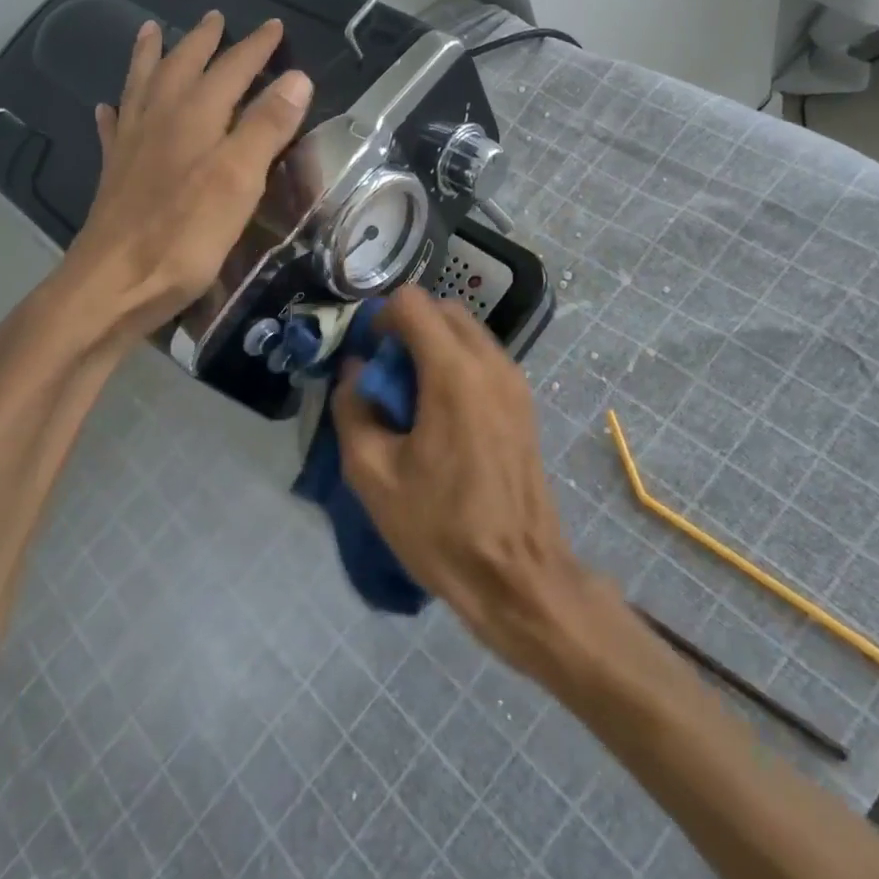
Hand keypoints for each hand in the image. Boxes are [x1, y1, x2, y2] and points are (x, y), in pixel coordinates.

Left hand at [74, 11, 313, 340]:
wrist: (114, 284)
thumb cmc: (185, 236)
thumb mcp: (239, 181)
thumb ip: (267, 127)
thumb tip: (297, 77)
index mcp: (195, 117)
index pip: (231, 69)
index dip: (254, 47)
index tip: (273, 26)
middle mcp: (159, 120)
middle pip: (182, 67)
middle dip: (202, 41)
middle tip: (214, 18)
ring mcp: (131, 145)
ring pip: (141, 86)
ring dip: (149, 56)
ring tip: (149, 31)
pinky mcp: (114, 174)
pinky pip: (113, 129)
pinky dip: (114, 111)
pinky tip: (107, 107)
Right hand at [331, 288, 597, 681]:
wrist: (517, 576)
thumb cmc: (440, 526)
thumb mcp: (372, 473)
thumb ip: (353, 409)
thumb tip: (354, 373)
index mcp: (453, 372)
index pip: (412, 302)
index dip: (380, 319)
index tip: (368, 359)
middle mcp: (491, 363)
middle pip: (442, 310)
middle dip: (407, 328)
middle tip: (385, 377)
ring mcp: (515, 381)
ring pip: (466, 333)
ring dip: (433, 347)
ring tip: (412, 400)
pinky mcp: (525, 403)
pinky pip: (484, 360)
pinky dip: (456, 366)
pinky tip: (441, 417)